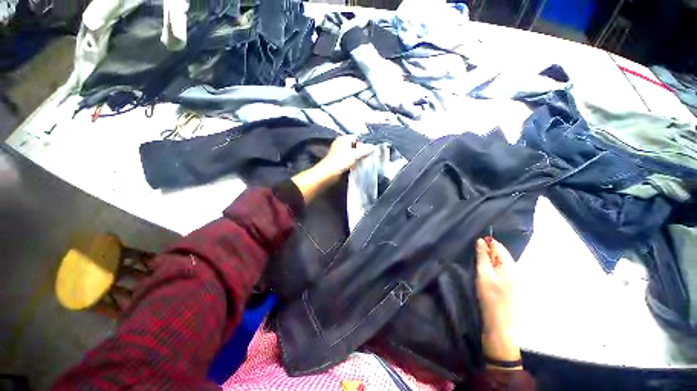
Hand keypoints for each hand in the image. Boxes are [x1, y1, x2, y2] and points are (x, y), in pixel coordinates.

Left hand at [292, 135, 372, 201]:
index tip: (368, 149)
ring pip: (351, 154)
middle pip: (354, 146)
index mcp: (343, 139)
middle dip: (360, 151)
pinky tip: (354, 166)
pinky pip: (348, 160)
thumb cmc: (338, 161)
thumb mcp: (355, 154)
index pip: (356, 137)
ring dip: (356, 158)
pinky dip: (352, 163)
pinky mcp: (339, 161)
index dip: (362, 143)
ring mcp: (339, 153)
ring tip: (359, 162)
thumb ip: (365, 150)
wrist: (329, 173)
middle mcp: (340, 144)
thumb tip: (372, 147)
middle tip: (364, 156)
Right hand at [475, 238, 521, 367]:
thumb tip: (481, 240)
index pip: (497, 245)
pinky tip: (483, 274)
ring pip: (497, 261)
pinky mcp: (507, 284)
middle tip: (473, 257)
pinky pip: (498, 269)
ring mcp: (511, 277)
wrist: (499, 323)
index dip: (485, 243)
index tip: (473, 247)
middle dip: (486, 252)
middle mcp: (513, 268)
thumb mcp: (483, 274)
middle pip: (498, 253)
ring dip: (487, 260)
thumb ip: (482, 256)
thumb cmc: (490, 296)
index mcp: (509, 264)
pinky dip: (489, 268)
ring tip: (476, 265)